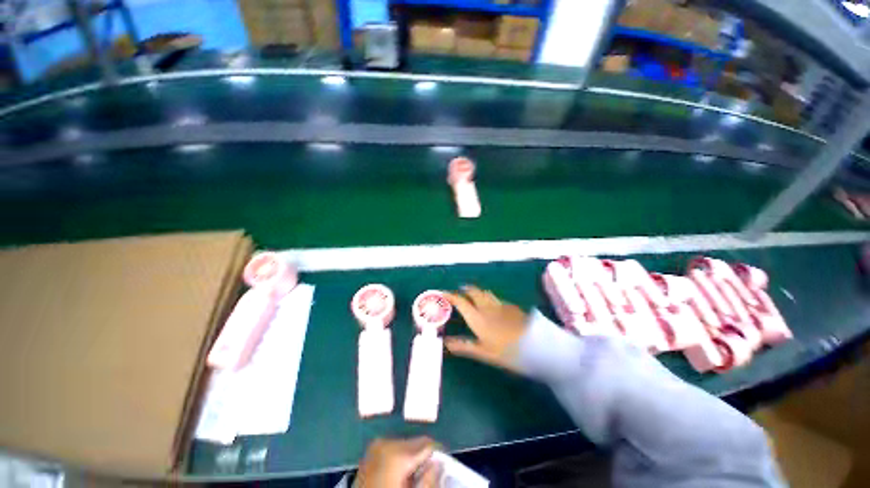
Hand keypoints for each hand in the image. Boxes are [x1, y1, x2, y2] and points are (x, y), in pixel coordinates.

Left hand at [356, 437, 439, 487]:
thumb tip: (439, 464)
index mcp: (398, 451)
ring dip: (411, 456)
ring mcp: (376, 445)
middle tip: (427, 472)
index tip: (443, 463)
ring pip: (403, 444)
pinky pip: (392, 448)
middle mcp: (387, 441)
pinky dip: (399, 457)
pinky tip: (399, 473)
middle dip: (423, 455)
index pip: (427, 443)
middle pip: (415, 442)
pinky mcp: (369, 452)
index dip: (438, 453)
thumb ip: (429, 479)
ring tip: (412, 475)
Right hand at [444, 286, 527, 371]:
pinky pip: (496, 298)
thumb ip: (464, 346)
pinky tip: (492, 305)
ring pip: (485, 293)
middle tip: (459, 292)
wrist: (536, 346)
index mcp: (477, 317)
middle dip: (464, 290)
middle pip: (473, 292)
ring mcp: (500, 305)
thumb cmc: (507, 352)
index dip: (450, 296)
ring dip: (477, 292)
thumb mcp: (483, 352)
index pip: (460, 301)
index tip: (442, 293)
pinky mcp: (512, 306)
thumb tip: (446, 343)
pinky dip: (489, 298)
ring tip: (473, 295)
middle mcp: (487, 307)